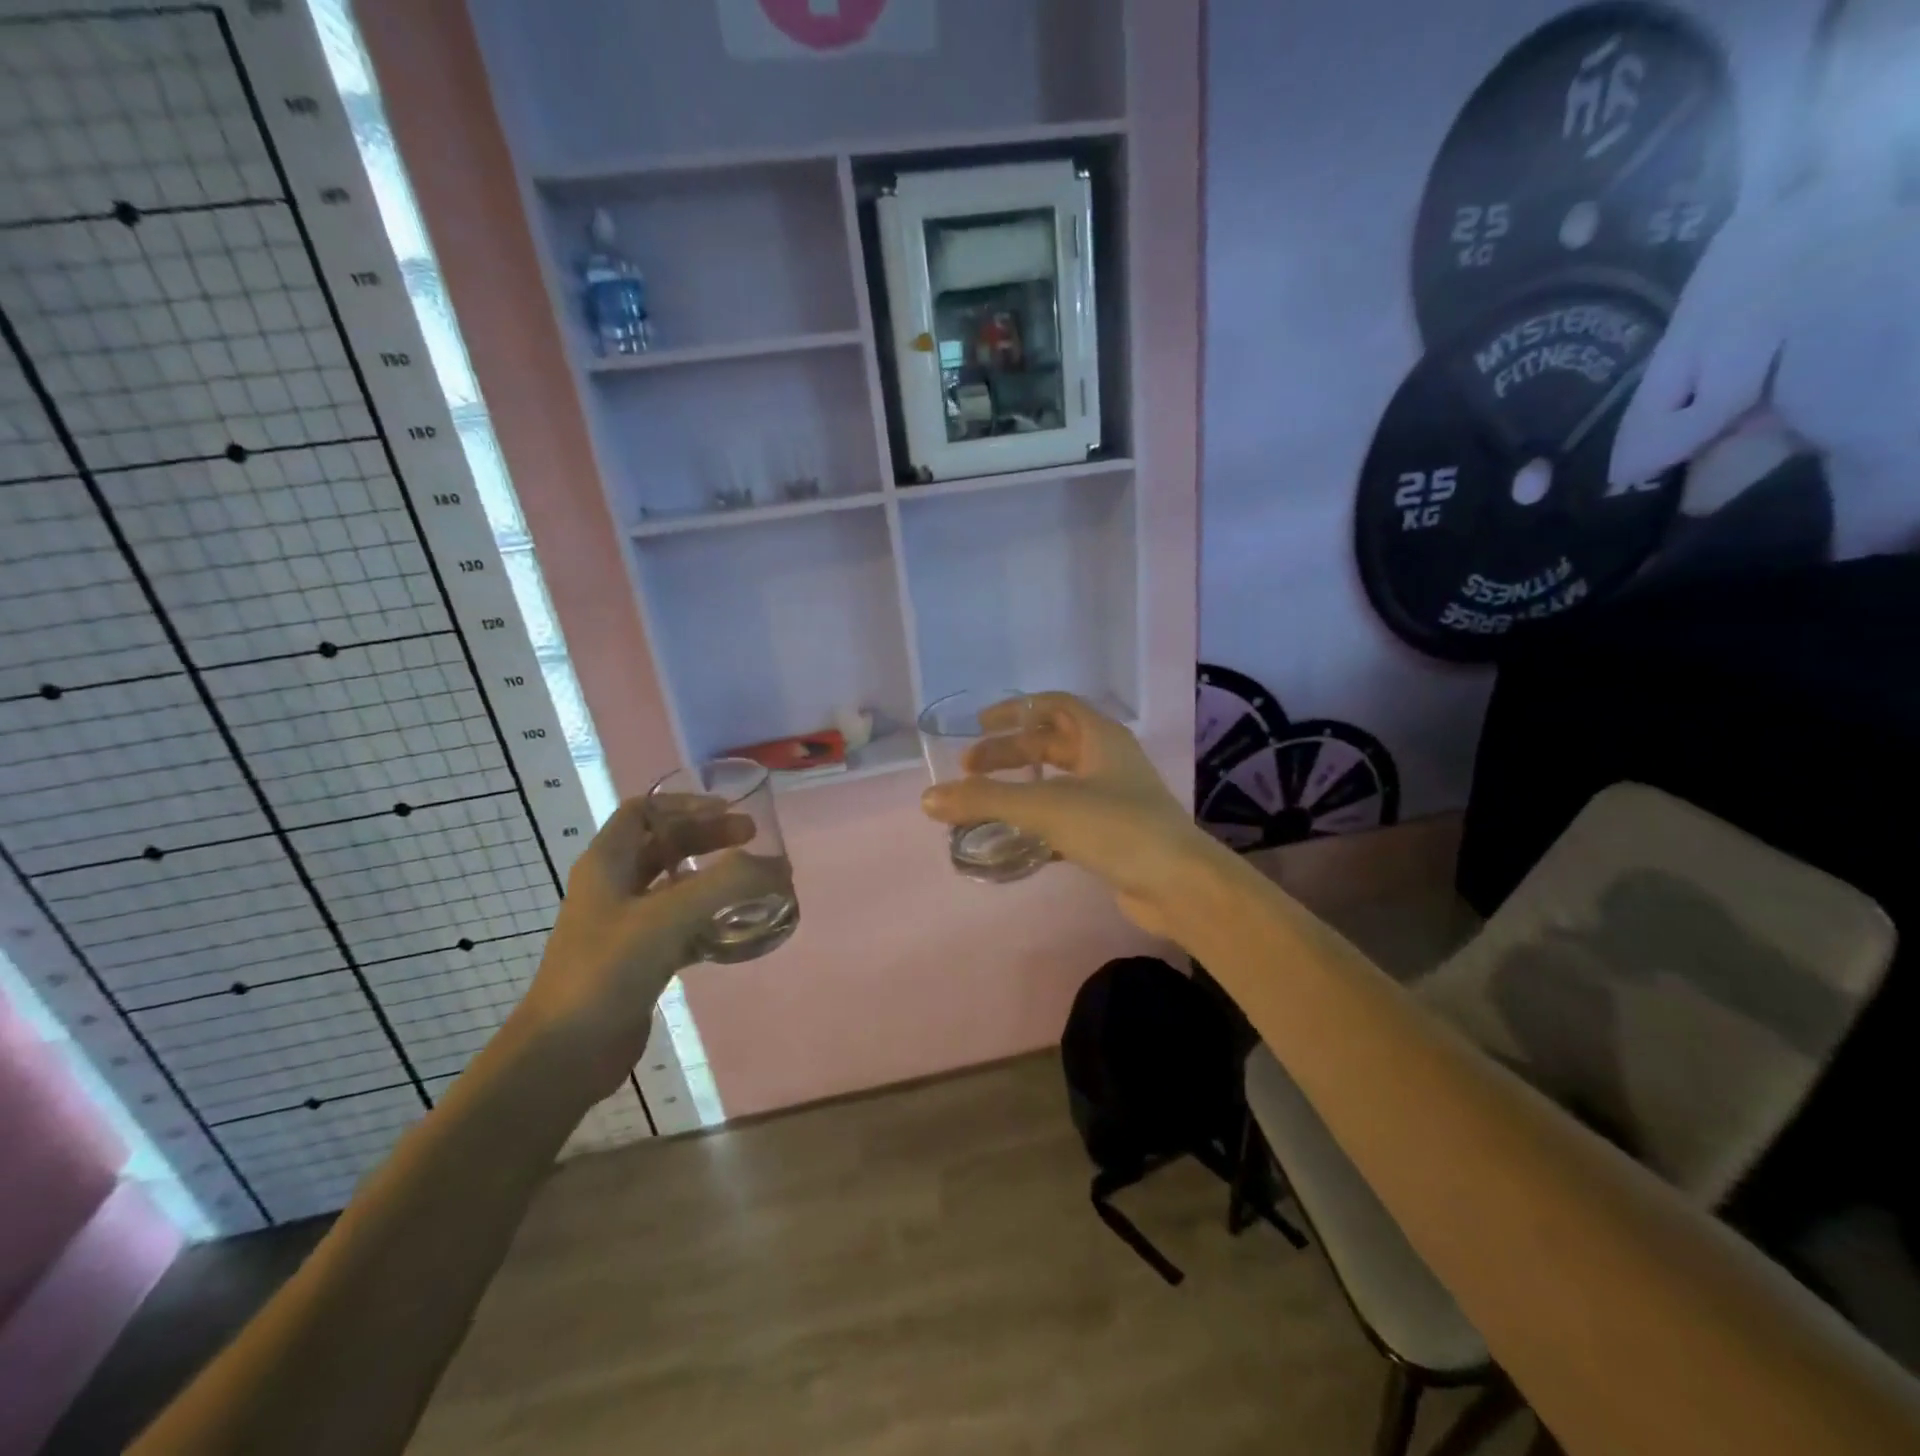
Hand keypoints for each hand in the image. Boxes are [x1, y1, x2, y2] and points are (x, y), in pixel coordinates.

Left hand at [518, 796, 788, 1095]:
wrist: (566, 1053)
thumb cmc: (608, 969)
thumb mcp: (670, 915)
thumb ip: (729, 884)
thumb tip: (780, 867)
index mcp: (607, 863)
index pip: (644, 810)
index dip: (686, 804)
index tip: (729, 812)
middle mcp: (614, 887)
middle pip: (666, 845)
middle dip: (709, 838)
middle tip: (753, 841)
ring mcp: (625, 926)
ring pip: (676, 887)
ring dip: (714, 879)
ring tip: (754, 883)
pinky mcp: (640, 960)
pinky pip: (682, 926)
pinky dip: (711, 920)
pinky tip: (740, 929)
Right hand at [919, 693, 1222, 936]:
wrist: (1178, 884)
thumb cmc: (1115, 827)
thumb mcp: (1045, 806)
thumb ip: (985, 800)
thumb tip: (928, 799)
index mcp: (1100, 737)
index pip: (1053, 705)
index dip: (1015, 710)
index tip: (979, 725)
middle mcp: (1108, 760)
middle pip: (1051, 743)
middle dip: (1009, 753)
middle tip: (969, 771)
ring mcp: (1114, 798)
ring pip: (1058, 782)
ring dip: (1021, 788)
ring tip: (984, 803)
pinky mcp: (1113, 834)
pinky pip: (1067, 816)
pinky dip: (1038, 821)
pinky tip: (1013, 839)